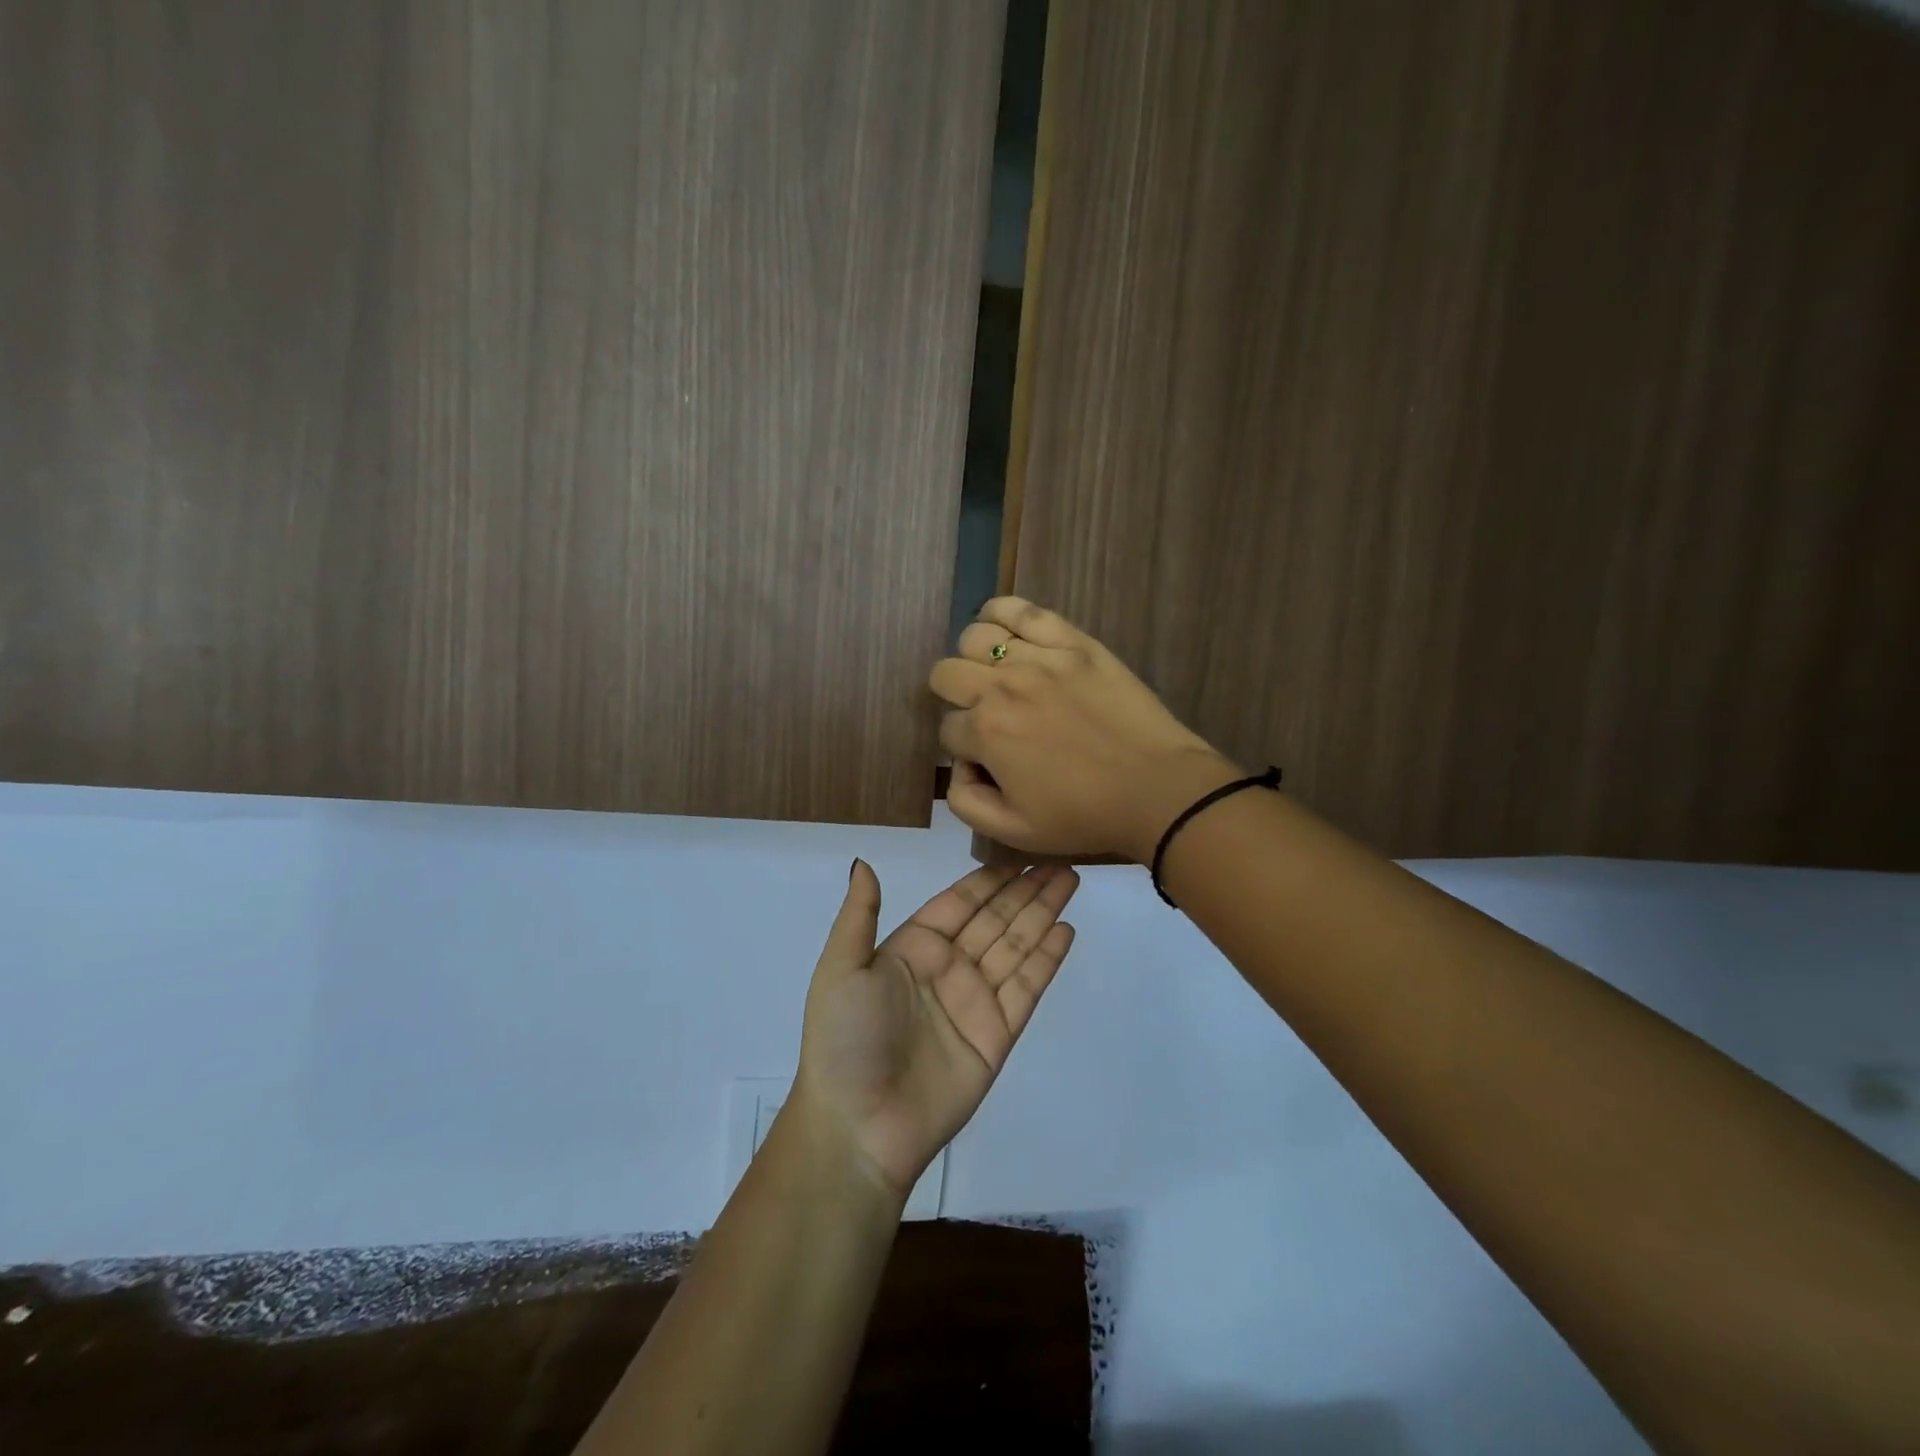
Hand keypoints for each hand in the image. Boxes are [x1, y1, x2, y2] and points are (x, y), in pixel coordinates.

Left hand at [793, 859, 1078, 1199]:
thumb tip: (863, 862)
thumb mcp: (840, 969)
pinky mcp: (998, 1035)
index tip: (1020, 853)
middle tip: (1061, 860)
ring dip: (1043, 913)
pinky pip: (1027, 987)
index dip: (990, 878)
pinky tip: (1066, 930)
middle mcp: (948, 968)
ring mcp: (976, 1001)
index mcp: (912, 949)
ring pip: (1017, 946)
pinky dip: (1047, 959)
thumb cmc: (844, 1040)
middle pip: (996, 918)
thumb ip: (859, 915)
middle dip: (1027, 889)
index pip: (960, 902)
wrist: (859, 1127)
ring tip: (1071, 881)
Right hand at [930, 596, 1240, 859]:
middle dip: (955, 698)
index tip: (988, 760)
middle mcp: (1002, 686)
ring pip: (975, 637)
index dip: (963, 748)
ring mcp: (1038, 657)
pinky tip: (1004, 628)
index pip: (947, 728)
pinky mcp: (1072, 641)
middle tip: (986, 717)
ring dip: (974, 659)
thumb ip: (965, 801)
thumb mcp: (1013, 831)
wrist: (1158, 790)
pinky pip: (1021, 609)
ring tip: (998, 677)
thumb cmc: (1085, 815)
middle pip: (946, 673)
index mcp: (985, 732)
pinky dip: (1001, 613)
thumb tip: (956, 766)